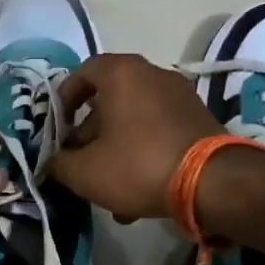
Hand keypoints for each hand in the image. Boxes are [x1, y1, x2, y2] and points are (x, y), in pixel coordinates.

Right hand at [49, 54, 223, 221]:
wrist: (213, 183)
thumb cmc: (139, 165)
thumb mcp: (85, 172)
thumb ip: (59, 164)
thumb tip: (51, 163)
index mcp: (121, 73)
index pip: (83, 72)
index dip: (64, 98)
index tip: (58, 127)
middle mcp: (152, 74)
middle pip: (109, 98)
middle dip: (90, 132)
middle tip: (80, 160)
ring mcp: (180, 95)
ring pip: (133, 119)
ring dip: (115, 147)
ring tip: (107, 186)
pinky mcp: (198, 119)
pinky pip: (157, 131)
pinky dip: (142, 152)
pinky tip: (138, 192)